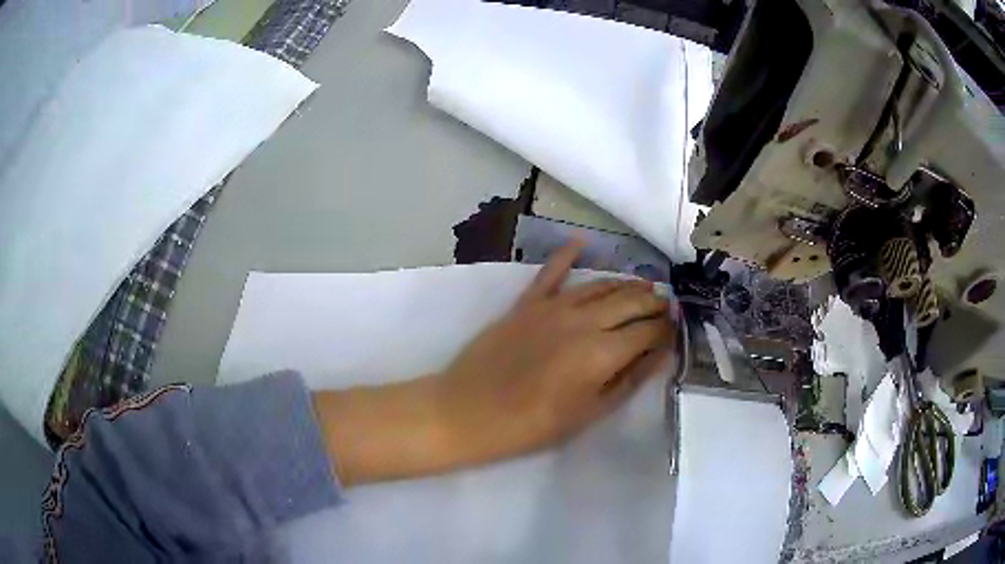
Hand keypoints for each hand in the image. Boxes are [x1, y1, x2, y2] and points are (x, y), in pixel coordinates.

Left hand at [314, 242, 677, 485]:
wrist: (469, 411)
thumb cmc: (532, 425)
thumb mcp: (589, 413)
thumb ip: (628, 380)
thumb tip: (660, 353)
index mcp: (602, 352)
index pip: (647, 331)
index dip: (666, 328)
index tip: (675, 329)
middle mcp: (583, 320)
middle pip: (630, 300)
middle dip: (654, 301)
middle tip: (666, 305)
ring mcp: (552, 307)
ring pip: (600, 285)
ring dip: (625, 283)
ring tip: (643, 286)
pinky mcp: (526, 303)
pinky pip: (551, 272)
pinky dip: (566, 255)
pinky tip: (582, 242)